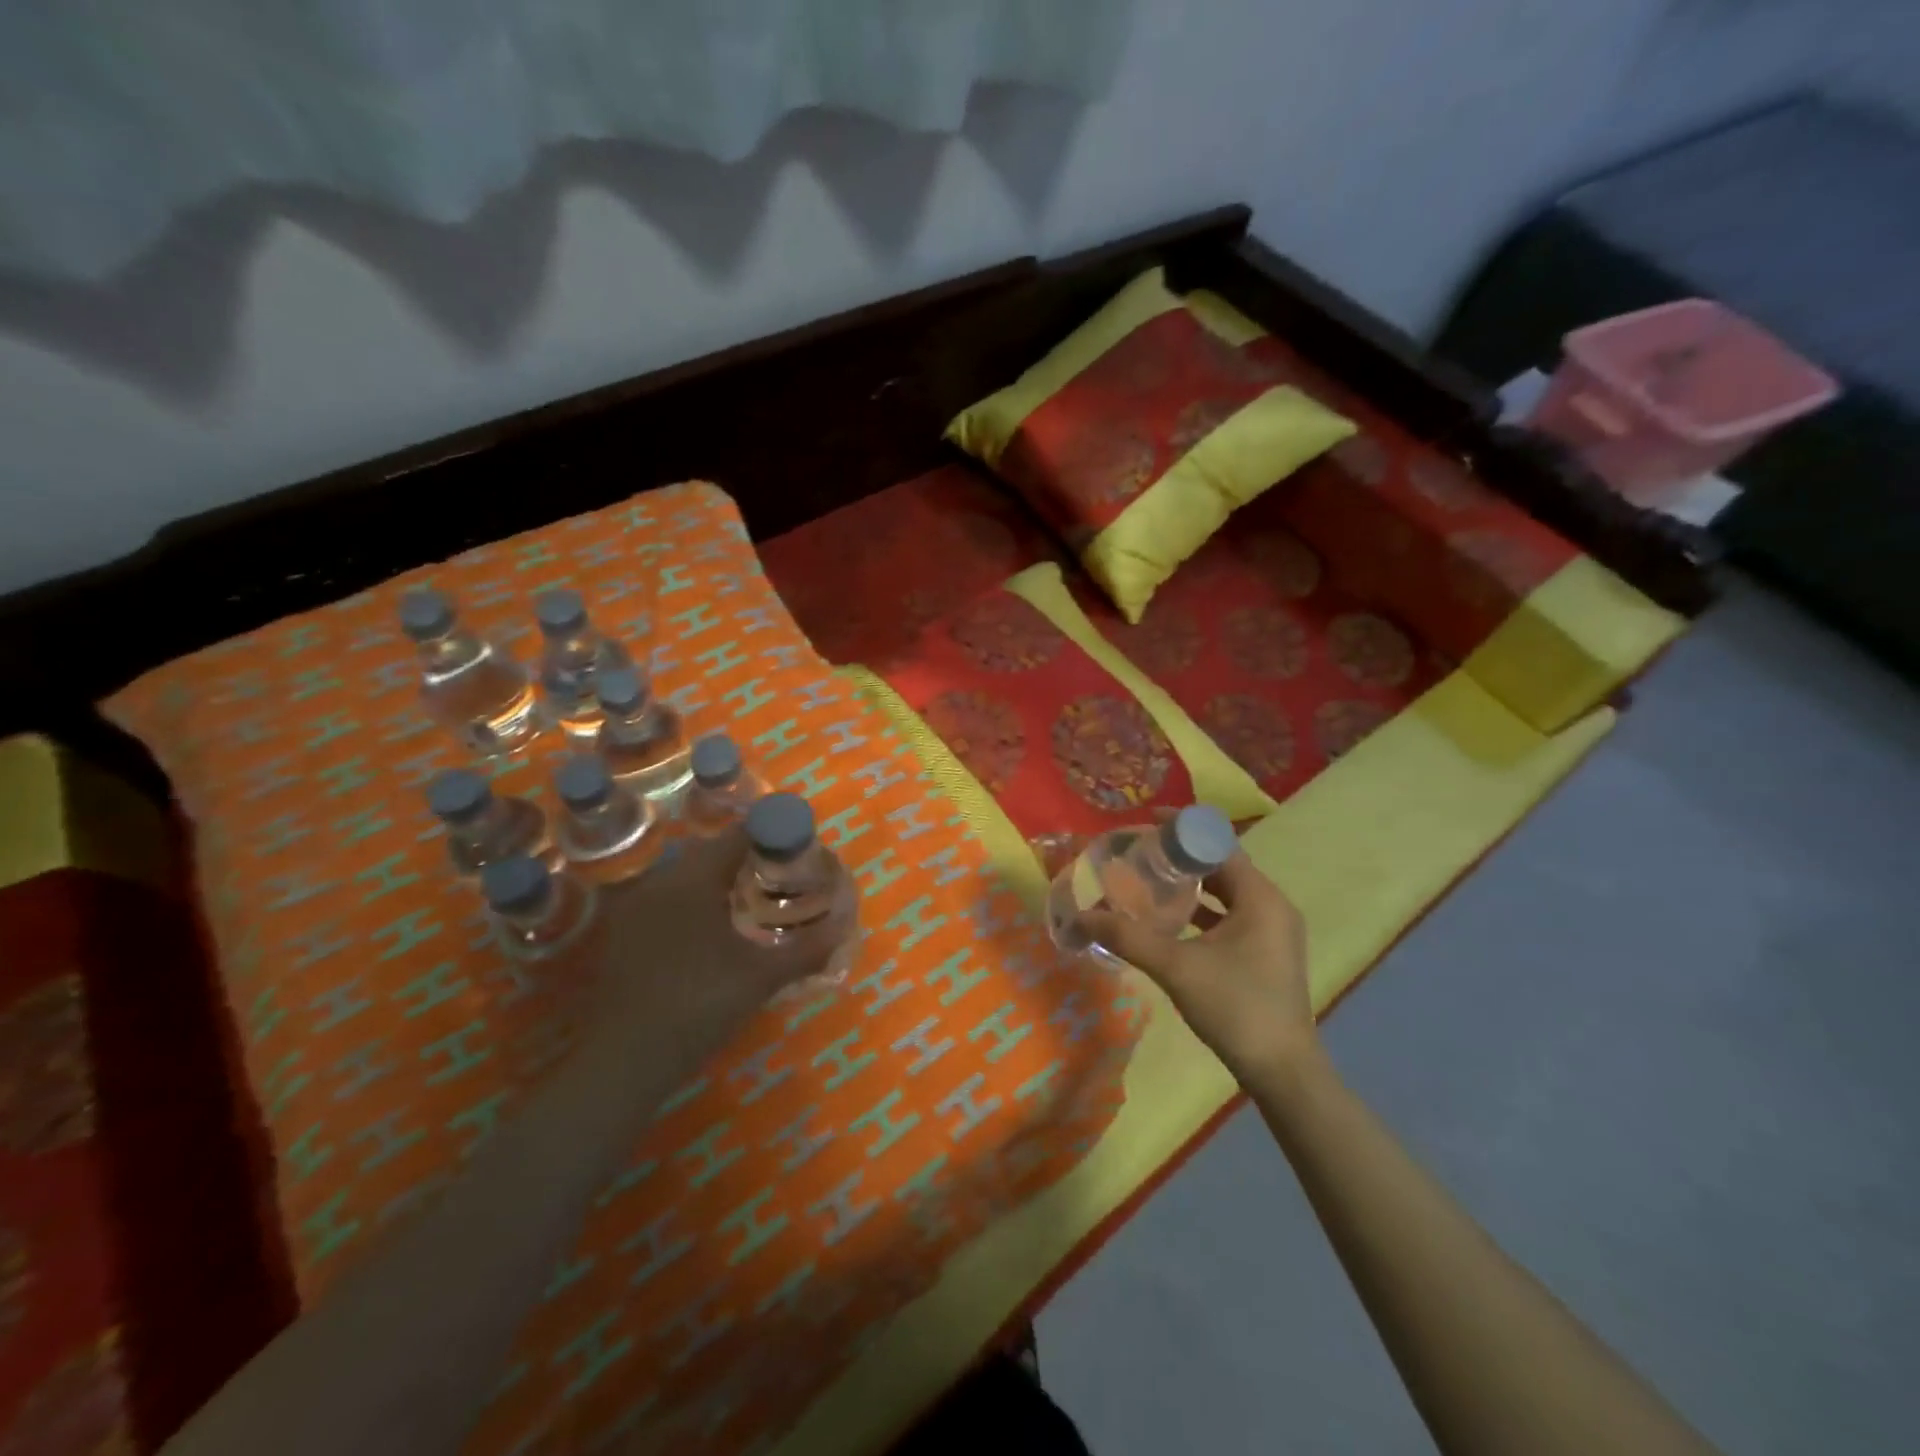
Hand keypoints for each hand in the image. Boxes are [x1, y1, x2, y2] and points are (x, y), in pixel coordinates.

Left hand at [592, 829, 831, 1038]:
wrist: (623, 1063)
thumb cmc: (698, 1007)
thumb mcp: (761, 978)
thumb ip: (806, 949)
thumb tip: (843, 927)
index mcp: (692, 880)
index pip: (738, 836)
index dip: (772, 837)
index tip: (799, 853)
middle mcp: (659, 882)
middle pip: (712, 854)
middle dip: (749, 861)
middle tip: (783, 880)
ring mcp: (635, 909)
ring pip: (687, 879)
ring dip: (721, 884)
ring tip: (754, 905)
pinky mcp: (622, 935)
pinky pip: (667, 903)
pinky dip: (695, 906)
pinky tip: (714, 935)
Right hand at [1077, 850, 1315, 1081]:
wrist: (1283, 1072)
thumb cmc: (1235, 1008)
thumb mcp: (1176, 967)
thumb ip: (1128, 937)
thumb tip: (1081, 918)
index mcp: (1261, 898)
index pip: (1219, 844)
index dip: (1182, 830)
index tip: (1145, 823)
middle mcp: (1272, 906)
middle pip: (1222, 865)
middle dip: (1181, 856)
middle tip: (1140, 851)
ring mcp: (1272, 931)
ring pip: (1226, 893)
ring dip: (1190, 884)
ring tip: (1149, 879)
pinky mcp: (1266, 953)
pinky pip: (1231, 916)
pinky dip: (1202, 910)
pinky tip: (1170, 920)